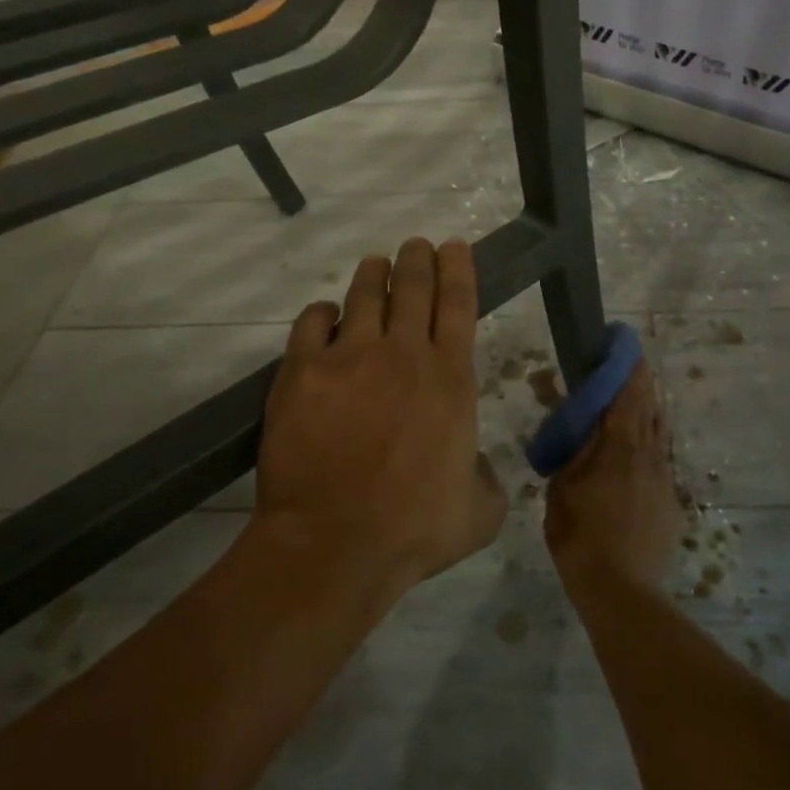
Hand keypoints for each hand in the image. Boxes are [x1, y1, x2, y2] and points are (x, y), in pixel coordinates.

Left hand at [254, 237, 505, 599]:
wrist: (335, 543)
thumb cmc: (414, 529)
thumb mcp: (480, 511)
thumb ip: (486, 478)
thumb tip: (476, 464)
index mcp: (451, 379)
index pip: (458, 304)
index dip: (458, 269)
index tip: (454, 246)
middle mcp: (404, 354)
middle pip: (412, 287)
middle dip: (417, 259)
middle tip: (416, 246)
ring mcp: (350, 358)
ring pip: (364, 296)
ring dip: (373, 275)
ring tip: (376, 264)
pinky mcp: (303, 371)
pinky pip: (312, 323)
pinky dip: (321, 313)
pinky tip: (325, 314)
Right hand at [544, 364, 678, 593]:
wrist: (621, 590)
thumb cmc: (580, 533)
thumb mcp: (562, 485)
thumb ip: (568, 446)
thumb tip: (564, 411)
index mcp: (621, 445)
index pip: (630, 392)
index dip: (628, 365)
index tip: (623, 344)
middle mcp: (650, 454)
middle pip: (650, 407)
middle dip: (639, 386)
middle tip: (625, 373)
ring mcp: (665, 479)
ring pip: (659, 435)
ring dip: (646, 416)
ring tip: (630, 411)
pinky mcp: (671, 503)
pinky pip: (660, 463)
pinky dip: (648, 450)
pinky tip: (634, 462)